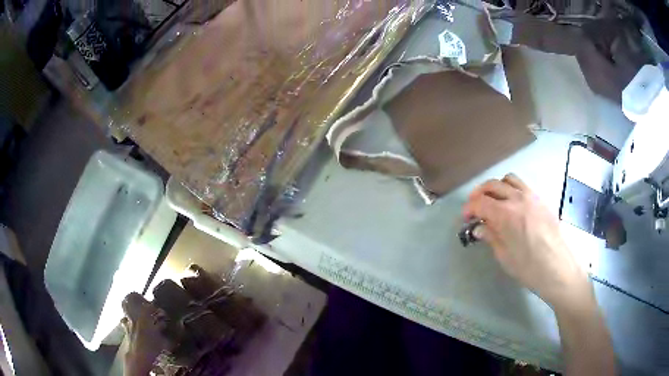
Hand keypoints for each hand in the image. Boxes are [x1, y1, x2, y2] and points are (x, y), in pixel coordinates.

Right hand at [463, 174, 590, 309]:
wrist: (558, 268)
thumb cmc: (529, 268)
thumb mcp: (504, 256)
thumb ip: (490, 237)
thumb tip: (479, 227)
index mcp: (505, 214)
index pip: (480, 202)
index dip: (469, 208)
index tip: (466, 218)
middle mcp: (517, 198)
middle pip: (492, 185)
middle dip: (479, 194)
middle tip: (475, 207)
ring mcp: (531, 196)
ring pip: (508, 179)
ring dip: (496, 187)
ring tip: (493, 201)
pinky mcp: (541, 199)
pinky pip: (522, 185)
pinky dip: (511, 189)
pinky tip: (512, 204)